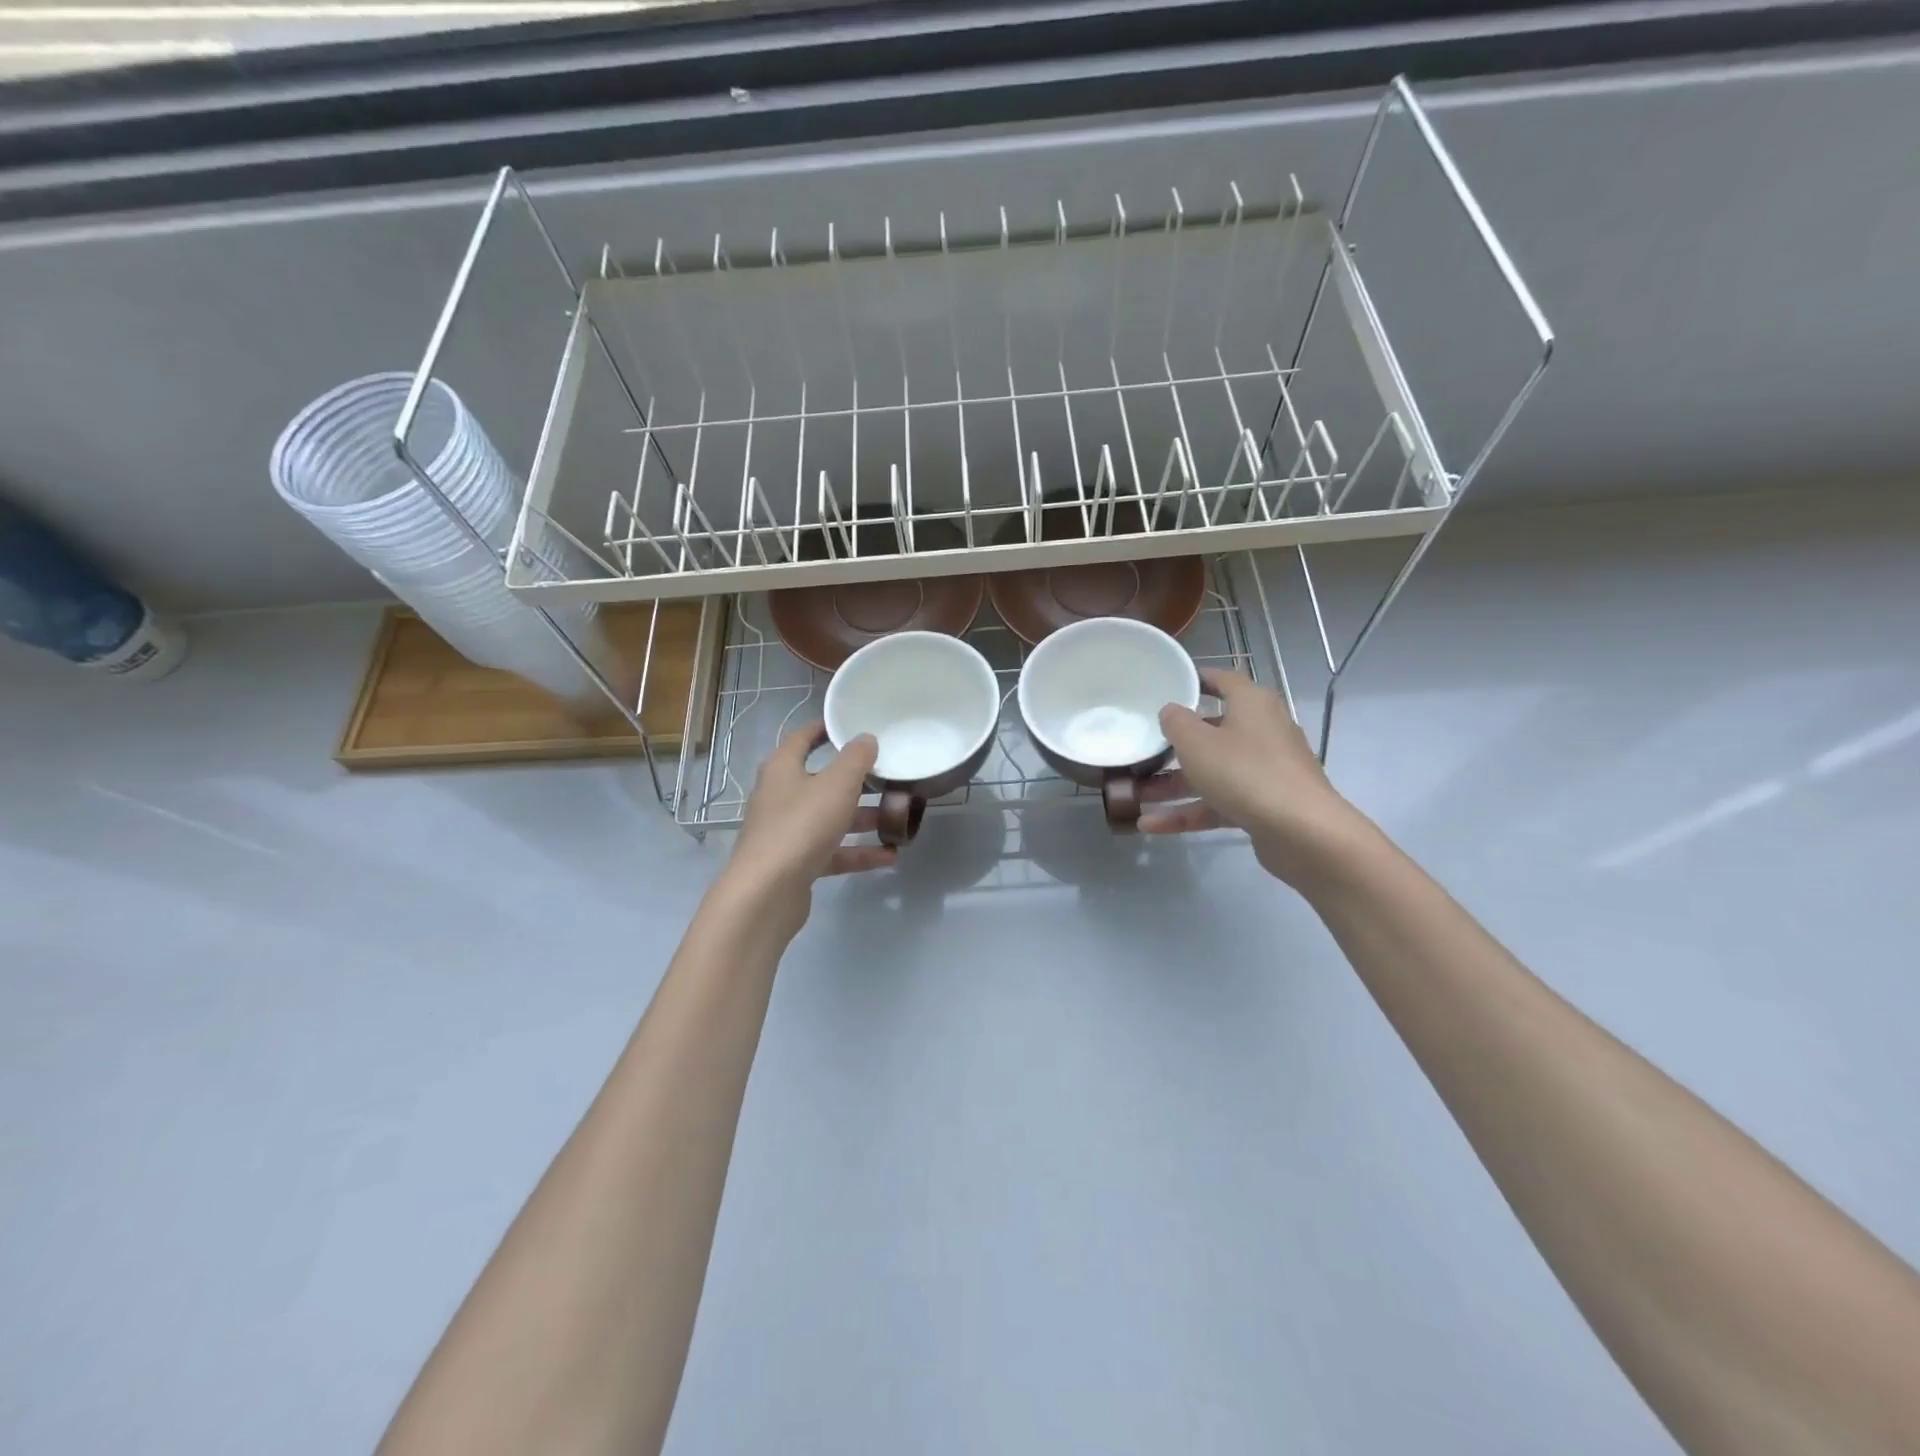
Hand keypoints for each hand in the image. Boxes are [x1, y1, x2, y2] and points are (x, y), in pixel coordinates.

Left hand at [719, 721, 895, 934]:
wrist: (767, 893)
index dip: (826, 729)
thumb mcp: (836, 785)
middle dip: (856, 780)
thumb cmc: (801, 825)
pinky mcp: (797, 863)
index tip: (853, 725)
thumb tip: (866, 739)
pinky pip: (833, 852)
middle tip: (889, 775)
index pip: (803, 738)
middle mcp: (781, 796)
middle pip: (822, 781)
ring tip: (898, 817)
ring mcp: (787, 832)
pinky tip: (890, 855)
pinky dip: (858, 852)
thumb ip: (856, 759)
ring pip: (830, 818)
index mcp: (783, 769)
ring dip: (862, 818)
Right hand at [1139, 668, 1362, 884]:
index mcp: (1252, 704)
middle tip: (1144, 747)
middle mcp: (1262, 731)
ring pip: (1212, 771)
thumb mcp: (1197, 742)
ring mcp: (1265, 770)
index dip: (1197, 680)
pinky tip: (1152, 826)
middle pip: (1213, 731)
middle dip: (1175, 744)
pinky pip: (1218, 802)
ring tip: (1136, 795)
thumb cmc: (1245, 772)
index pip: (1224, 681)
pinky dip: (1188, 812)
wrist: (1302, 832)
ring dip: (1173, 784)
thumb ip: (1176, 722)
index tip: (1169, 685)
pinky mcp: (1263, 804)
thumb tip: (1171, 711)